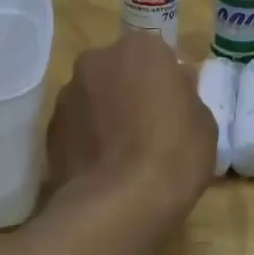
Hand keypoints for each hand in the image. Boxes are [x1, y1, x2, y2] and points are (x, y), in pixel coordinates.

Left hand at [46, 32, 214, 214]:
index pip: (156, 56)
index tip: (173, 108)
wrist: (118, 204)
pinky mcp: (49, 130)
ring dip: (105, 115)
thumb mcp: (204, 123)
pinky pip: (76, 128)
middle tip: (148, 128)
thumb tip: (176, 84)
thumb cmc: (173, 154)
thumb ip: (186, 95)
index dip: (165, 82)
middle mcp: (96, 61)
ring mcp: (67, 95)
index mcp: (139, 50)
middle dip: (129, 92)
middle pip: (118, 71)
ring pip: (93, 98)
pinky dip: (87, 140)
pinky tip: (103, 169)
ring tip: (122, 155)